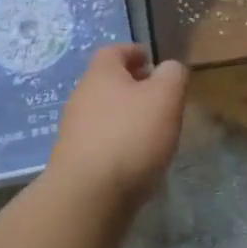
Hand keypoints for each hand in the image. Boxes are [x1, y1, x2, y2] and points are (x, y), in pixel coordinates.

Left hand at [47, 44, 188, 205]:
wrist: (88, 196)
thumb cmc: (130, 136)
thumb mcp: (165, 97)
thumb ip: (172, 75)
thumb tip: (169, 68)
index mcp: (101, 74)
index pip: (114, 51)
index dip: (134, 52)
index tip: (152, 60)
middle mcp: (81, 97)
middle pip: (107, 82)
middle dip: (132, 86)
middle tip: (159, 97)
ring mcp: (74, 130)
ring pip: (104, 112)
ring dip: (125, 116)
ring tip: (152, 130)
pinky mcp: (74, 160)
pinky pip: (100, 140)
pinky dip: (118, 141)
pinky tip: (135, 158)